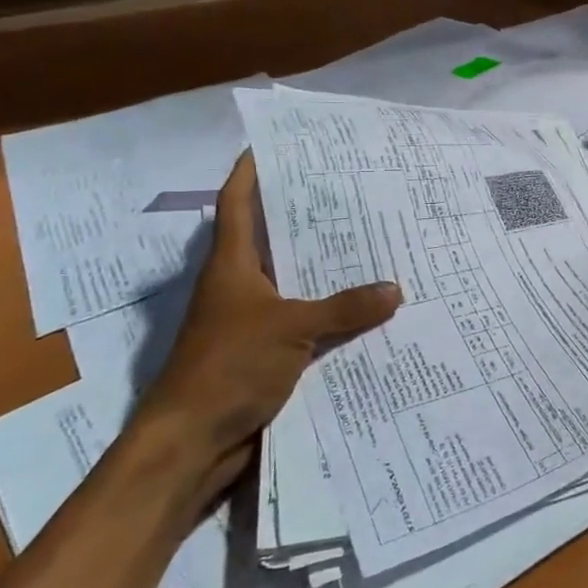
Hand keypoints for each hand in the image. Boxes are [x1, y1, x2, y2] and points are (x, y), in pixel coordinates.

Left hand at [127, 152, 400, 507]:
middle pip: (271, 239)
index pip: (238, 204)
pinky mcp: (265, 354)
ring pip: (292, 282)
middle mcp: (239, 287)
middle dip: (304, 216)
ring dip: (323, 267)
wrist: (191, 443)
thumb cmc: (229, 367)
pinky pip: (304, 321)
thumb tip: (395, 289)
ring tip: (370, 243)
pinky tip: (366, 308)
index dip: (251, 171)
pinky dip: (330, 313)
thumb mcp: (292, 328)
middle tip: (350, 191)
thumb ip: (345, 308)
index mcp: (232, 266)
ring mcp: (250, 322)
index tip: (274, 144)